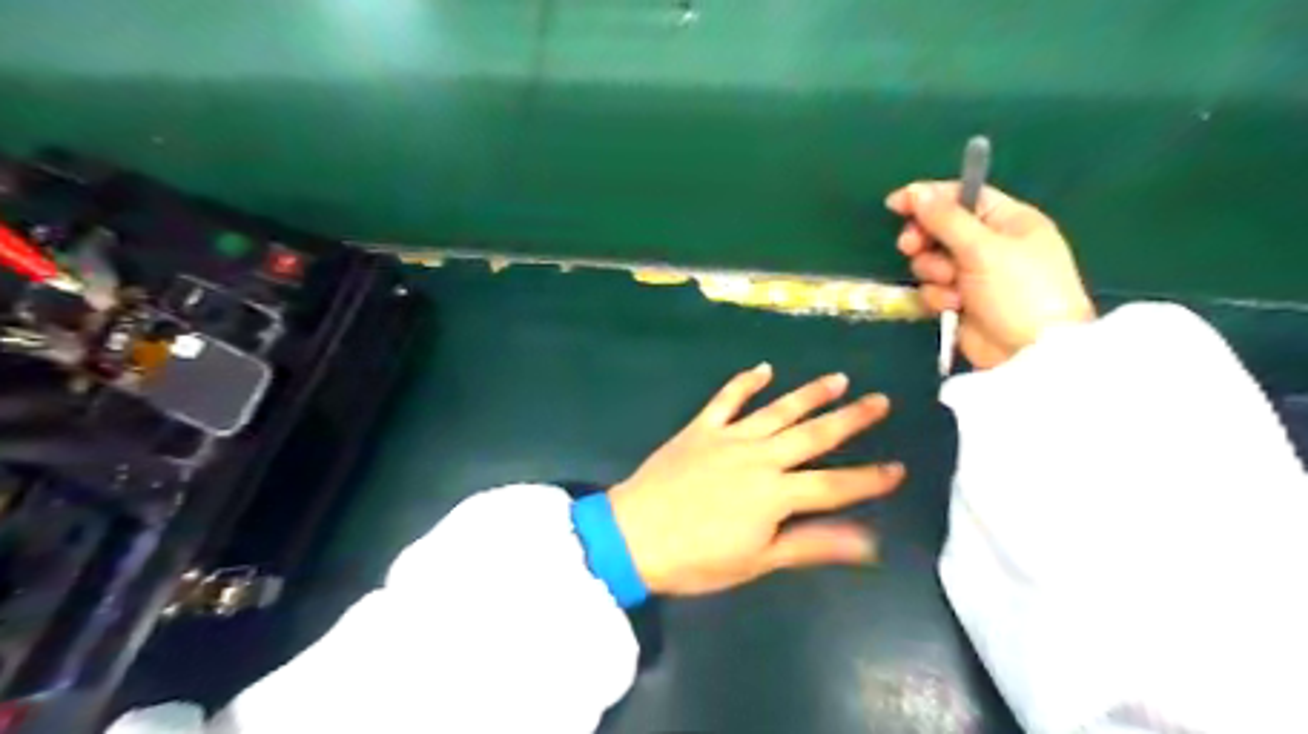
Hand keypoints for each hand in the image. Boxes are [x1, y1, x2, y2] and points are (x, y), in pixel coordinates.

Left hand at [612, 364, 898, 597]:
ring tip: (838, 378)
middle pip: (813, 435)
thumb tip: (867, 541)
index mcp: (776, 494)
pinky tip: (762, 368)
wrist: (634, 535)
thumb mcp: (758, 560)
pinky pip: (727, 399)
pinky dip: (745, 382)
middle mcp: (760, 457)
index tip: (898, 467)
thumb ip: (812, 544)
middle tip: (880, 400)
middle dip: (851, 419)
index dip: (869, 478)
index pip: (835, 485)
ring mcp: (729, 437)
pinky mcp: (701, 428)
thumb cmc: (697, 558)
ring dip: (809, 393)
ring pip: (778, 409)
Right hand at [890, 180, 1094, 369]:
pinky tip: (953, 306)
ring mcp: (975, 275)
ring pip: (933, 261)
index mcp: (1009, 221)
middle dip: (925, 238)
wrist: (1029, 353)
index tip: (895, 204)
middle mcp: (992, 244)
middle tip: (911, 247)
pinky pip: (934, 288)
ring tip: (949, 284)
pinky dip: (938, 295)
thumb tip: (917, 191)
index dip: (929, 197)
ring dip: (933, 271)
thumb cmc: (1019, 291)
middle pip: (942, 228)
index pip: (963, 196)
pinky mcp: (961, 301)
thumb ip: (947, 219)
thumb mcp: (984, 248)